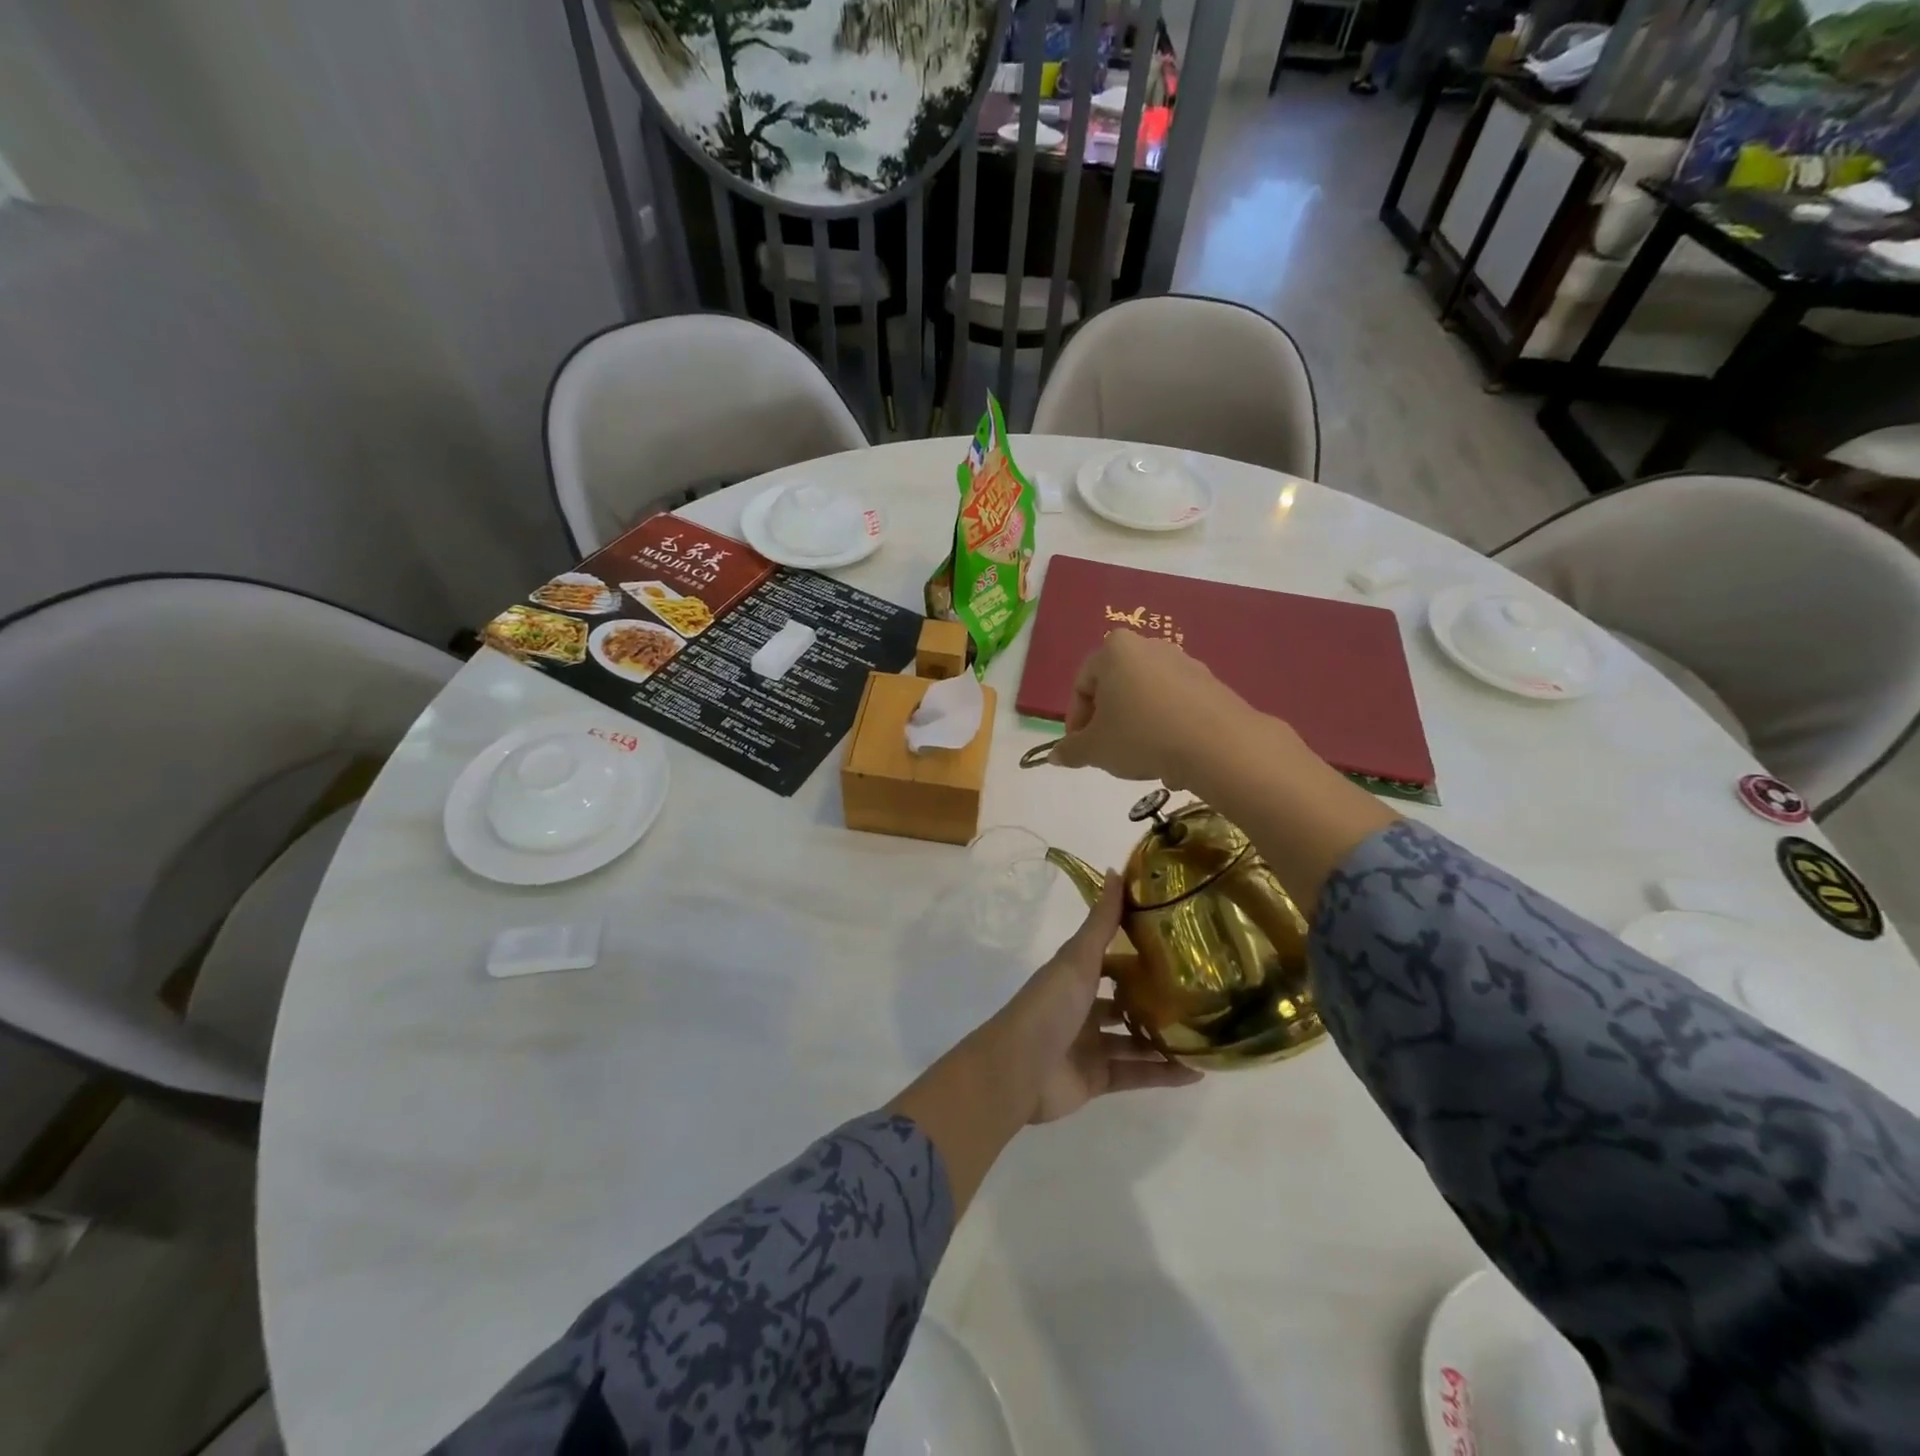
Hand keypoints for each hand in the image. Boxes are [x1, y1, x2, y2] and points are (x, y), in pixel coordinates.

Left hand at [990, 873, 1201, 1123]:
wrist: (1019, 1069)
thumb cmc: (1049, 1006)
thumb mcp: (1078, 958)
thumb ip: (1101, 922)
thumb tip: (1117, 870)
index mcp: (1073, 976)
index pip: (1109, 959)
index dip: (1136, 953)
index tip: (1177, 946)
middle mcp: (1081, 1007)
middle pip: (1123, 1001)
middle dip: (1155, 999)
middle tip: (1200, 993)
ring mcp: (1088, 1045)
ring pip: (1133, 1039)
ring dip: (1165, 1038)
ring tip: (1207, 1033)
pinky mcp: (1097, 1078)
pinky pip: (1136, 1074)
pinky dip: (1163, 1074)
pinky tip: (1197, 1072)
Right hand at [1047, 630, 1257, 785]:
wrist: (1218, 744)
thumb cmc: (1142, 736)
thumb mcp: (1095, 750)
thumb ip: (1071, 750)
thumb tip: (1055, 756)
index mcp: (1114, 650)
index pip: (1081, 684)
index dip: (1075, 721)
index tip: (1081, 749)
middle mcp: (1148, 646)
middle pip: (1114, 686)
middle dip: (1107, 720)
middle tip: (1107, 752)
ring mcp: (1183, 661)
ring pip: (1145, 695)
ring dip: (1136, 723)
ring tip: (1140, 757)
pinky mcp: (1210, 682)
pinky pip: (1174, 703)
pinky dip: (1165, 725)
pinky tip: (1170, 754)